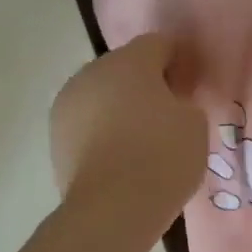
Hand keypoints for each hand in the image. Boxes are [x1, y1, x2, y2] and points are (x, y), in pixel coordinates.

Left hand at [50, 34, 207, 238]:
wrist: (112, 208)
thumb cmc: (162, 156)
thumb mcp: (195, 123)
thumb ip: (184, 101)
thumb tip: (169, 102)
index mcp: (129, 61)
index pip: (159, 44)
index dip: (179, 59)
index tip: (193, 83)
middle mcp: (91, 73)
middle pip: (125, 67)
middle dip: (146, 83)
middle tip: (170, 112)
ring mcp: (68, 105)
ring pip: (102, 95)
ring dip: (121, 107)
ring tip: (143, 139)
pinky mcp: (56, 137)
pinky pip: (88, 124)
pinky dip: (104, 132)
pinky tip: (122, 157)